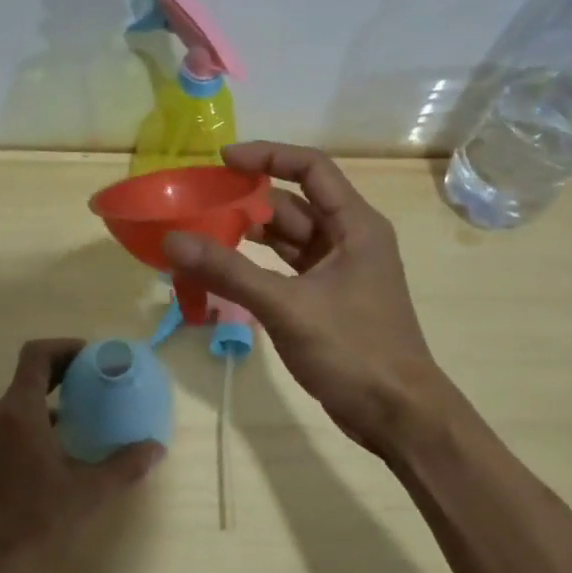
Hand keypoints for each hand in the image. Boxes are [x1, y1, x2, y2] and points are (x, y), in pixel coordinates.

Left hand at [0, 339, 163, 568]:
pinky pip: (13, 422)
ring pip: (20, 400)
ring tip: (85, 410)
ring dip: (51, 396)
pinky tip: (63, 445)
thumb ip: (125, 465)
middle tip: (96, 378)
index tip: (92, 356)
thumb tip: (156, 448)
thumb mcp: (90, 492)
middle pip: (29, 375)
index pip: (36, 355)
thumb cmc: (38, 520)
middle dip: (63, 370)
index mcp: (20, 412)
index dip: (64, 347)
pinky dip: (39, 419)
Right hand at [164, 142, 462, 458]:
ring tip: (201, 234)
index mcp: (355, 225)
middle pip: (294, 203)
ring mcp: (339, 270)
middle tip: (199, 203)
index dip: (268, 156)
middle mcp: (349, 238)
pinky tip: (223, 270)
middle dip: (248, 200)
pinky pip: (286, 267)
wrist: (399, 416)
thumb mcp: (287, 307)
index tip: (223, 160)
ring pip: (288, 237)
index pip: (311, 167)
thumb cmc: (354, 350)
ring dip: (249, 234)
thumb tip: (173, 240)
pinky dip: (256, 265)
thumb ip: (229, 272)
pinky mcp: (327, 298)